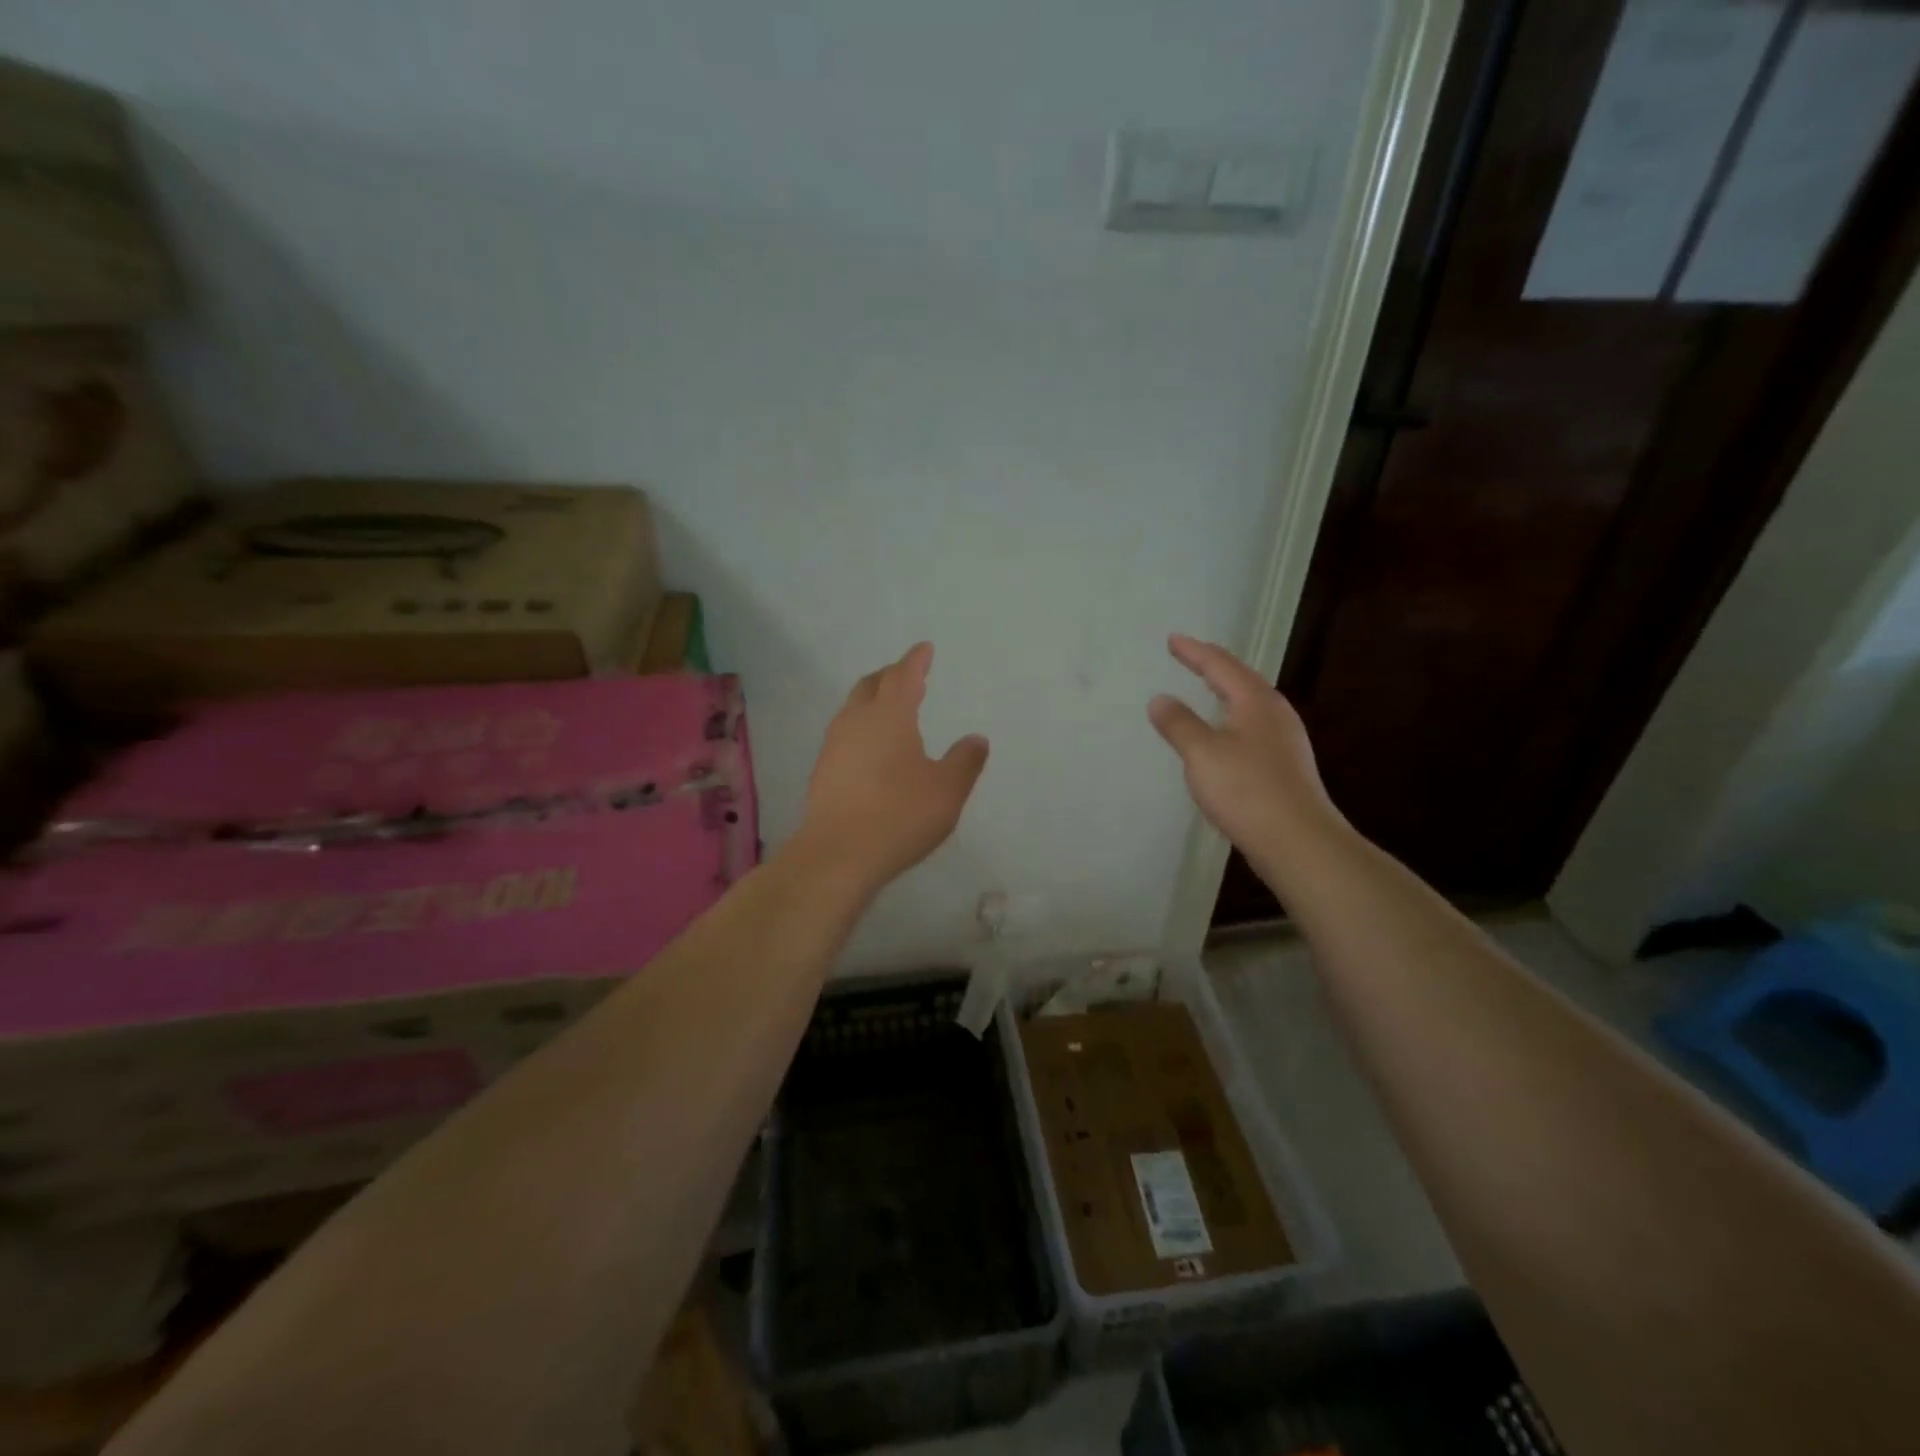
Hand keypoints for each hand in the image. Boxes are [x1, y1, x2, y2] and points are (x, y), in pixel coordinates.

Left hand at [794, 642, 989, 892]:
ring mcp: (834, 745)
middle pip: (871, 686)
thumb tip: (976, 739)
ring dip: (872, 701)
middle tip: (907, 675)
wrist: (838, 854)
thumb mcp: (947, 790)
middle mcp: (857, 721)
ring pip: (853, 709)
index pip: (903, 676)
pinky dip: (861, 728)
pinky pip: (844, 734)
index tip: (924, 649)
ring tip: (889, 709)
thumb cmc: (900, 815)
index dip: (916, 660)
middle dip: (890, 676)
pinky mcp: (822, 771)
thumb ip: (965, 761)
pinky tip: (871, 748)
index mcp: (890, 716)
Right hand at [1148, 634, 1345, 866]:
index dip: (1194, 652)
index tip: (1172, 640)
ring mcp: (1285, 741)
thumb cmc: (1247, 791)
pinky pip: (1252, 727)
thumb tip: (1160, 698)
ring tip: (1206, 688)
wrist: (1298, 842)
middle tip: (1189, 657)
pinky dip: (1231, 718)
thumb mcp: (1202, 754)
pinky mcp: (1285, 766)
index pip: (1221, 666)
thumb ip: (1179, 724)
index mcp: (1256, 702)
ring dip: (1226, 692)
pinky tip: (1225, 735)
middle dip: (1213, 666)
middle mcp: (1275, 714)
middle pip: (1241, 680)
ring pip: (1250, 704)